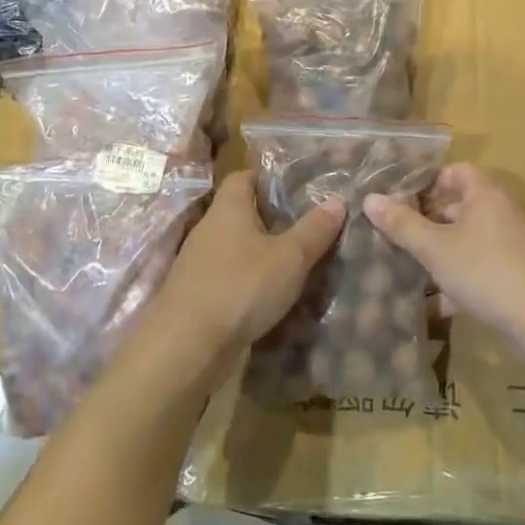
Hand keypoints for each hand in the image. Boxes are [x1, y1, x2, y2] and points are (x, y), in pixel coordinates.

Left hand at [160, 172, 343, 353]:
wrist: (186, 348)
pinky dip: (251, 282)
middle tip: (309, 224)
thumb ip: (314, 229)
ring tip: (298, 261)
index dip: (269, 177)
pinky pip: (231, 278)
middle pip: (242, 213)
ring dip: (262, 253)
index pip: (244, 176)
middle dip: (272, 218)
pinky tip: (274, 295)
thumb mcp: (289, 257)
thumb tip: (338, 200)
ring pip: (237, 248)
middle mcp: (210, 229)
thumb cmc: (240, 286)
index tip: (298, 185)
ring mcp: (200, 264)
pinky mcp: (199, 296)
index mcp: (228, 208)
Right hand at [364, 164, 524, 352]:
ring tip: (412, 271)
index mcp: (486, 194)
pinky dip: (462, 280)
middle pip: (462, 207)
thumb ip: (402, 224)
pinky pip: (484, 268)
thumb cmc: (485, 271)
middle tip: (400, 236)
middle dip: (430, 222)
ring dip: (444, 254)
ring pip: (471, 241)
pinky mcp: (523, 274)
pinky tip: (439, 306)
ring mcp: (517, 244)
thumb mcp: (435, 249)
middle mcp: (504, 212)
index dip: (429, 181)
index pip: (456, 171)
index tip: (403, 199)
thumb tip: (370, 198)